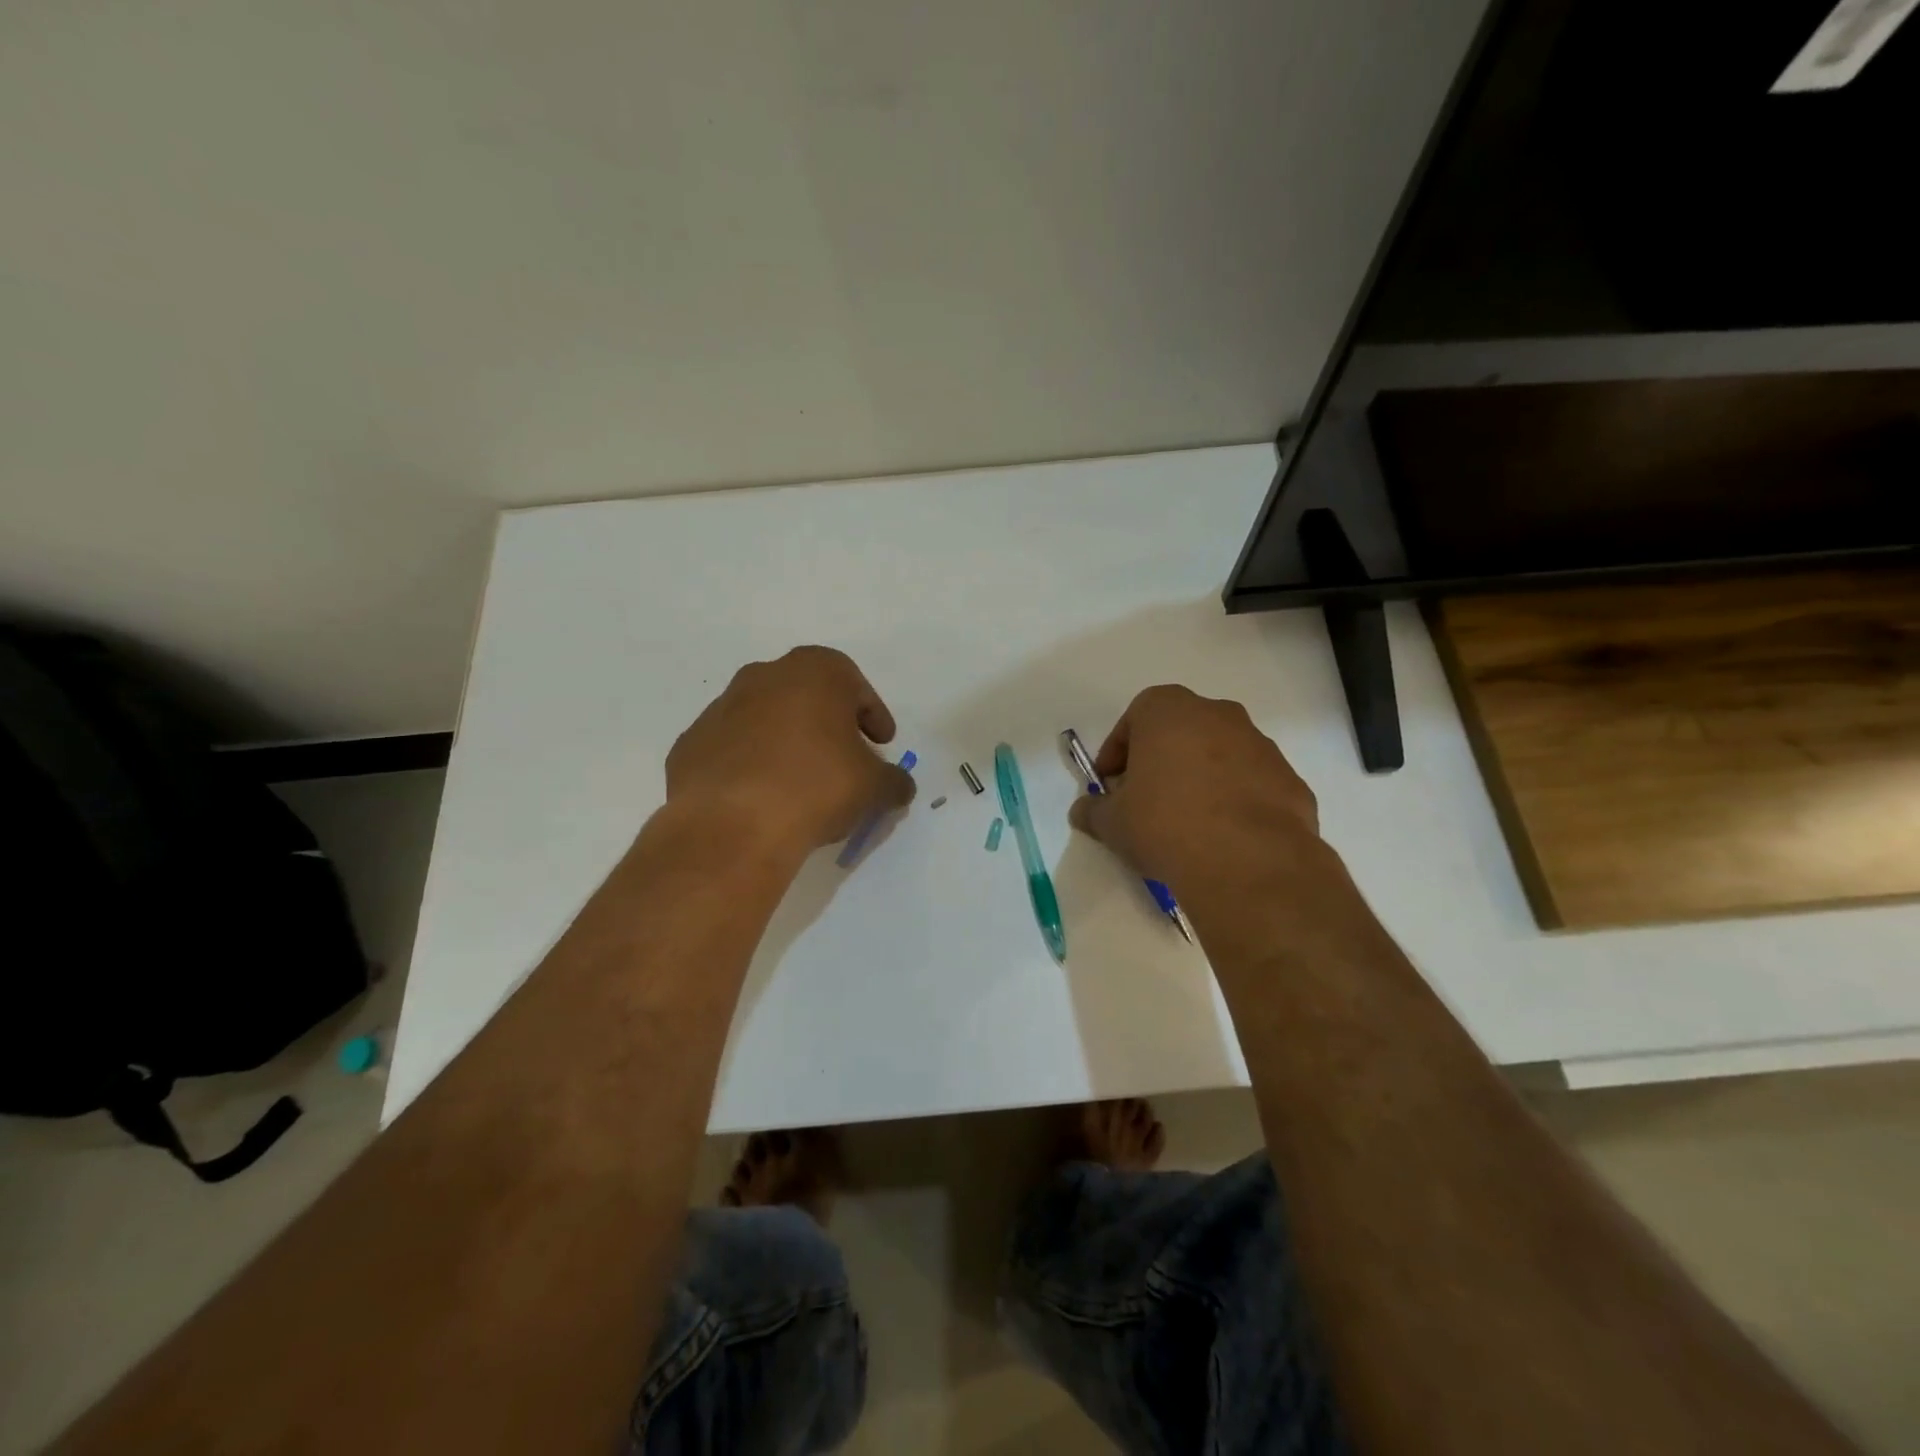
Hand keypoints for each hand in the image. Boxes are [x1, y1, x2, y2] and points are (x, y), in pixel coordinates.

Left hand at [666, 646, 914, 852]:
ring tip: (800, 783)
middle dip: (828, 724)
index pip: (855, 686)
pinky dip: (750, 765)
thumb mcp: (874, 787)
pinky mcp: (691, 744)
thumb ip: (894, 781)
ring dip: (786, 742)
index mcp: (814, 672)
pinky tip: (761, 798)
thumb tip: (899, 787)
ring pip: (766, 719)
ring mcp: (721, 708)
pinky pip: (733, 749)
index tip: (881, 743)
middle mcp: (764, 676)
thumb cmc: (816, 786)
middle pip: (807, 695)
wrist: (732, 824)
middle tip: (844, 759)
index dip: (873, 716)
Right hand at [1068, 685, 1318, 889]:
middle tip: (1146, 800)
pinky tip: (1224, 838)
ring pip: (1220, 755)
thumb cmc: (1165, 824)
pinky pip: (1252, 784)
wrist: (1248, 862)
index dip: (1118, 752)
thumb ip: (1094, 811)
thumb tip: (1084, 811)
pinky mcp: (1290, 781)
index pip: (1134, 717)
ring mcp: (1261, 746)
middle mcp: (1218, 715)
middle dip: (1161, 760)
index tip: (1112, 785)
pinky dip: (1236, 801)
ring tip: (1188, 824)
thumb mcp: (1112, 823)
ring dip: (1201, 779)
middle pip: (1180, 731)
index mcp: (1169, 711)